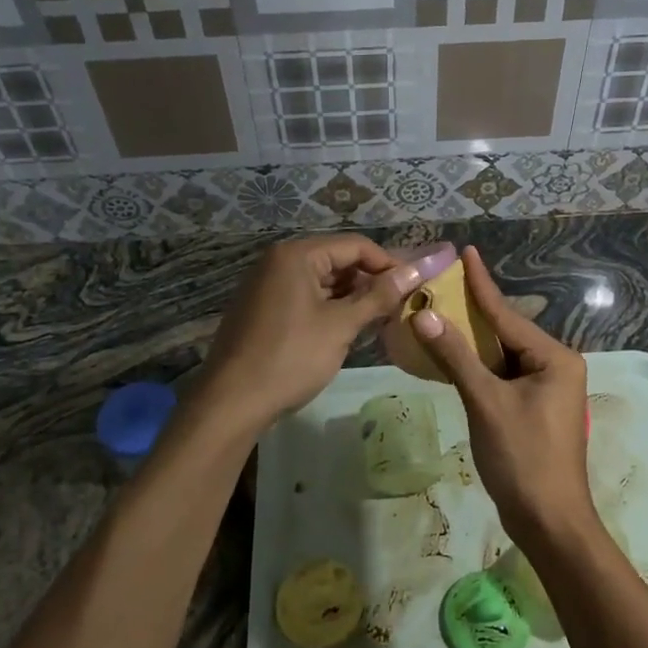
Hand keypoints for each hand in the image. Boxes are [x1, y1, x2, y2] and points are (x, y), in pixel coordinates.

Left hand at [202, 235, 420, 428]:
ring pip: (322, 281)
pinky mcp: (263, 308)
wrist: (231, 402)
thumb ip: (379, 296)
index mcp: (296, 255)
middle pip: (337, 260)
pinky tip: (348, 330)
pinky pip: (305, 297)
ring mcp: (267, 285)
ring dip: (351, 297)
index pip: (355, 245)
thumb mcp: (340, 326)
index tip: (416, 286)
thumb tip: (415, 272)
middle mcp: (278, 261)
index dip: (389, 263)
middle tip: (400, 305)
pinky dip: (329, 308)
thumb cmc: (290, 358)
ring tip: (380, 320)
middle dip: (370, 281)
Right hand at [408, 247, 592, 547]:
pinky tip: (453, 356)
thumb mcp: (486, 402)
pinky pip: (502, 376)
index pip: (507, 316)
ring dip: (472, 342)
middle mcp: (555, 367)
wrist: (549, 522)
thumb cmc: (523, 458)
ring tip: (440, 313)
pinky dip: (477, 367)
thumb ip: (456, 356)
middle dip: (473, 312)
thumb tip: (425, 314)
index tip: (466, 252)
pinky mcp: (533, 410)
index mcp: (555, 359)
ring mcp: (546, 390)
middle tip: (442, 284)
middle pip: (505, 333)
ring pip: (502, 356)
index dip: (482, 285)